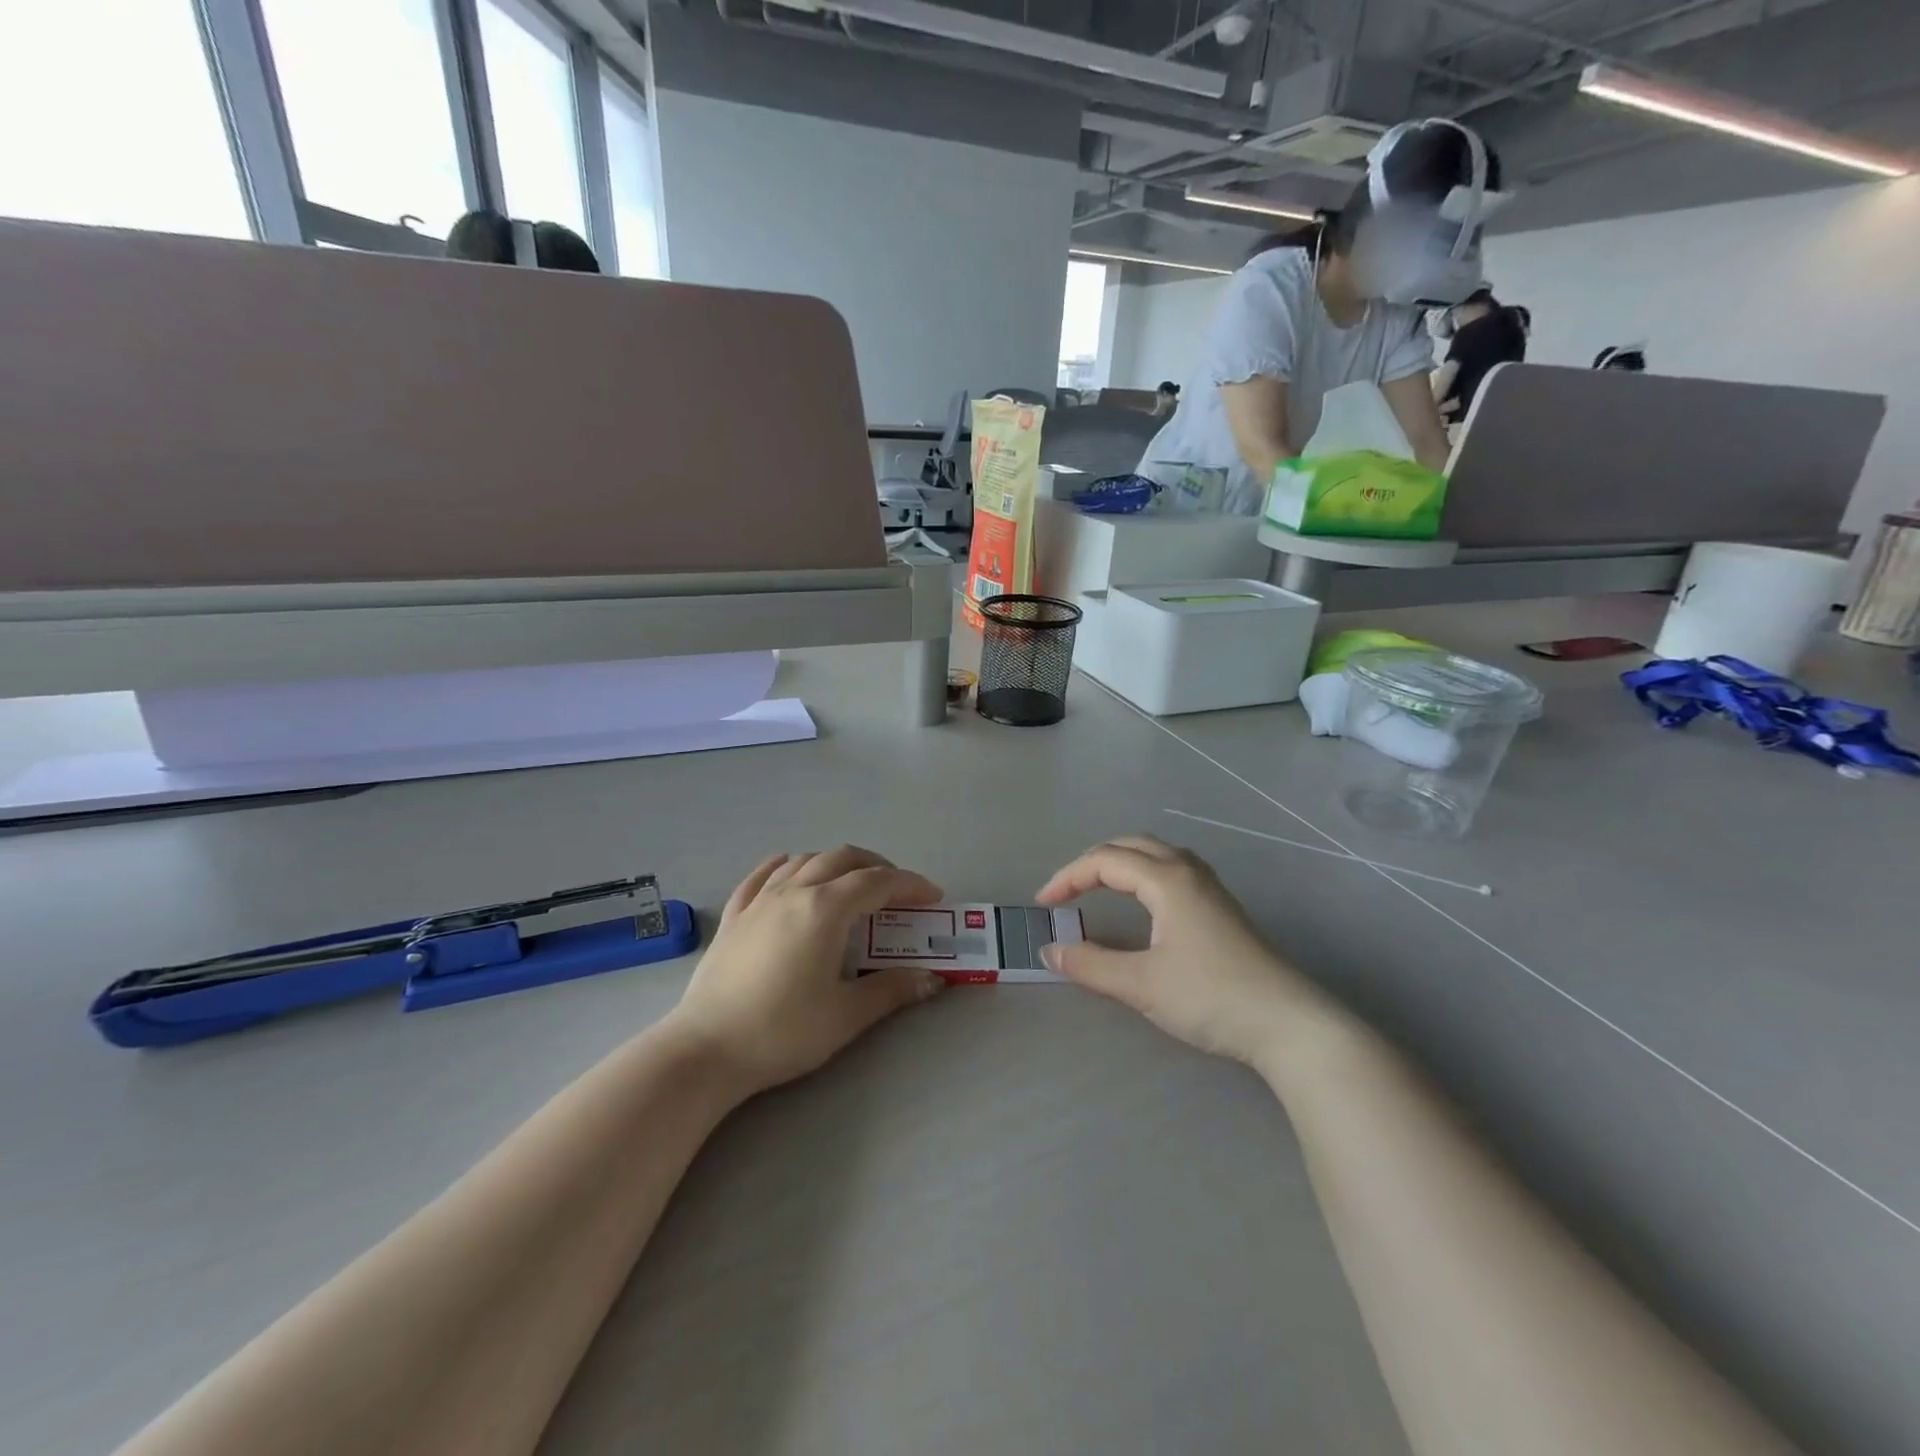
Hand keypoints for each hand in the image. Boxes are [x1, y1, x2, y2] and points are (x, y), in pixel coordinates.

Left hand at [669, 847, 945, 1095]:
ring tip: (852, 884)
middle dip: (877, 867)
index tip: (932, 897)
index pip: (878, 882)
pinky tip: (791, 871)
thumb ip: (892, 990)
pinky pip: (763, 875)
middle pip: (842, 859)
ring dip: (836, 863)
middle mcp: (794, 892)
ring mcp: (759, 901)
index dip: (910, 884)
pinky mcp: (734, 916)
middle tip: (897, 891)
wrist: (707, 1050)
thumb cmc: (783, 1031)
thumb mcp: (847, 1015)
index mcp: (826, 909)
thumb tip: (932, 979)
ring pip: (804, 860)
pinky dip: (787, 866)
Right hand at [1035, 837, 1323, 1068]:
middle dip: (1092, 862)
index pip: (1105, 861)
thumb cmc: (1211, 996)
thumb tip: (1049, 950)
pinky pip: (1172, 870)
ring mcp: (1210, 888)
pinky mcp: (1222, 908)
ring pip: (1156, 854)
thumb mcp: (1141, 984)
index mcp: (1167, 880)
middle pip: (1131, 845)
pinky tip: (1144, 901)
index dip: (1068, 877)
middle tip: (1066, 891)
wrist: (1288, 1024)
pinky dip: (1143, 873)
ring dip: (1120, 862)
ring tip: (1098, 887)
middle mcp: (1188, 872)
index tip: (1043, 906)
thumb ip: (1091, 965)